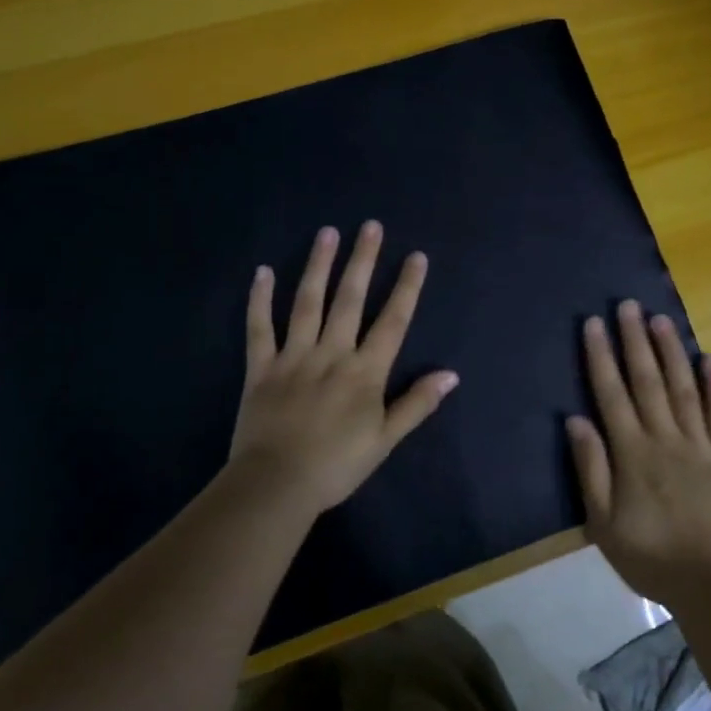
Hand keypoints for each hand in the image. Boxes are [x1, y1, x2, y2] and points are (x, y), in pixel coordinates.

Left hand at [228, 221, 457, 514]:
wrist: (276, 485)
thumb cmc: (336, 466)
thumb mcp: (385, 440)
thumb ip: (417, 404)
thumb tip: (451, 374)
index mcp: (364, 372)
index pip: (392, 322)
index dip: (406, 288)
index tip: (416, 256)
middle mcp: (331, 354)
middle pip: (350, 300)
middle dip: (363, 261)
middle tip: (370, 226)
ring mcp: (294, 357)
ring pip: (307, 303)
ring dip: (319, 266)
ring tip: (328, 232)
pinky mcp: (261, 367)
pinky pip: (259, 327)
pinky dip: (260, 299)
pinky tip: (263, 271)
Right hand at [568, 301, 710, 607]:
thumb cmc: (649, 556)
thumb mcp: (603, 523)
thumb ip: (591, 468)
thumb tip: (576, 419)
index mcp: (632, 453)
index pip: (611, 394)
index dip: (600, 356)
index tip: (593, 323)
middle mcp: (665, 438)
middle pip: (647, 381)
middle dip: (634, 340)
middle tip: (627, 305)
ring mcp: (699, 445)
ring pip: (683, 388)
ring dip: (671, 352)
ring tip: (660, 319)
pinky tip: (709, 358)